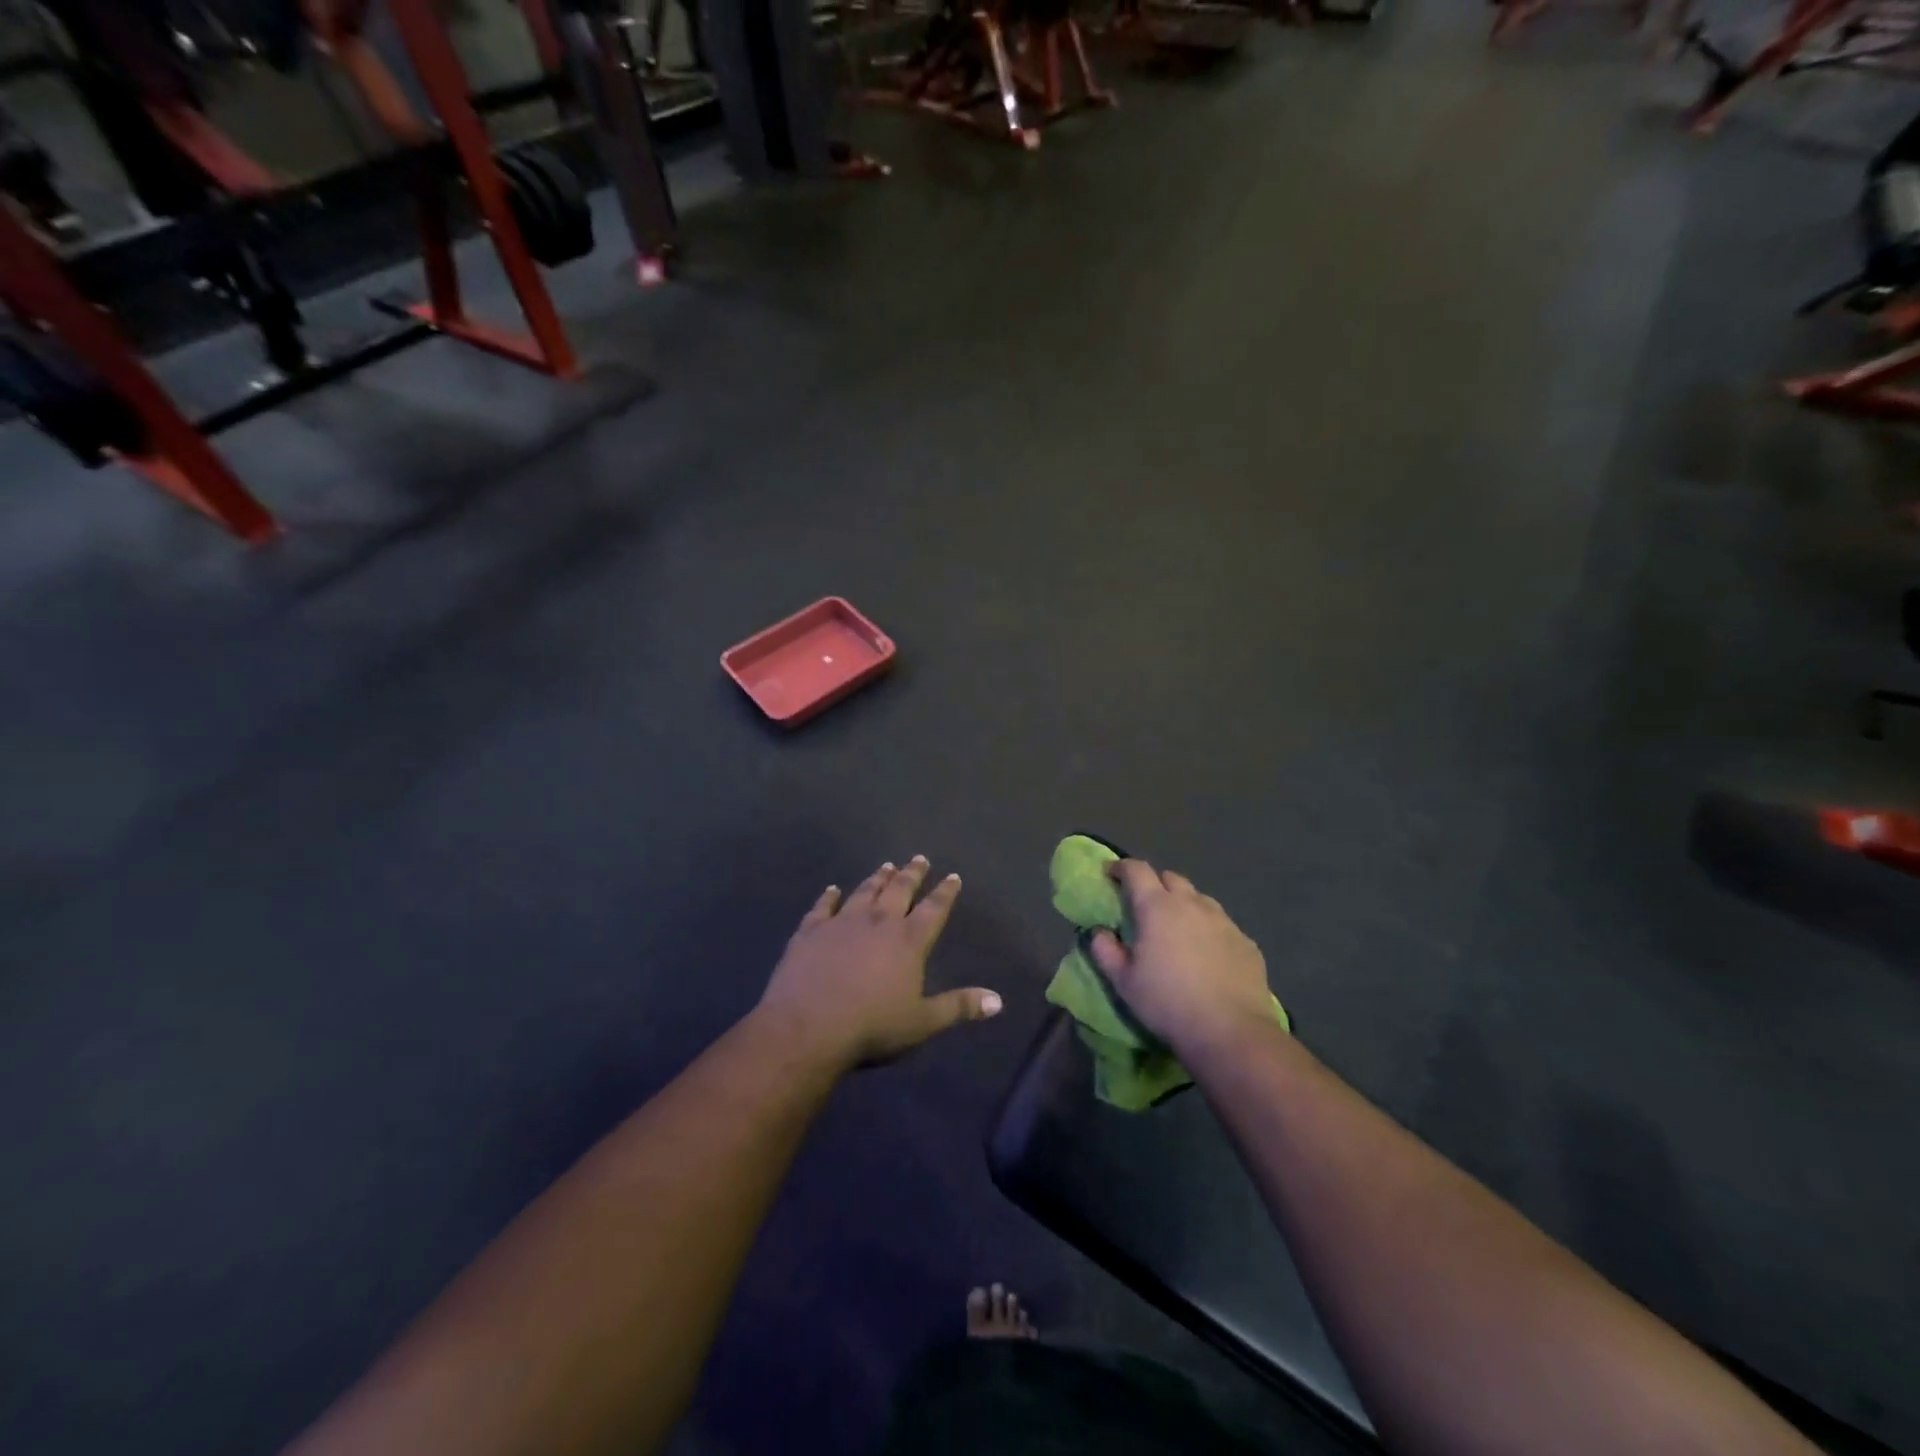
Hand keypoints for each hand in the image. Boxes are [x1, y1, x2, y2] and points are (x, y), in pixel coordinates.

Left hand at [757, 857, 1001, 1070]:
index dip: (945, 892)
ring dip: (877, 878)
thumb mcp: (922, 1022)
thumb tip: (998, 1000)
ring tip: (887, 866)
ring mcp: (841, 922)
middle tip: (919, 859)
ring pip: (864, 891)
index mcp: (908, 941)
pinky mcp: (811, 931)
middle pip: (899, 890)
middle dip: (912, 874)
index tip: (952, 876)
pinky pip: (822, 906)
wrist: (808, 1028)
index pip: (933, 909)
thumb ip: (959, 1007)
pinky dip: (829, 896)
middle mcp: (878, 922)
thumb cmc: (872, 1027)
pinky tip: (832, 889)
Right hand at [1088, 859, 1272, 1054]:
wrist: (1230, 1032)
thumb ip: (1105, 951)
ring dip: (1184, 904)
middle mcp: (1192, 904)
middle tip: (1144, 906)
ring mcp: (1224, 921)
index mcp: (1157, 907)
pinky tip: (1207, 953)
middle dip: (1154, 884)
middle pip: (1170, 878)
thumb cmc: (1167, 1002)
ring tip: (1178, 928)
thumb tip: (1100, 932)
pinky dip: (1208, 929)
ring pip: (1199, 899)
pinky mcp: (1246, 942)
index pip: (1136, 870)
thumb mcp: (1123, 982)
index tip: (1111, 874)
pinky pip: (1222, 924)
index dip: (1121, 867)